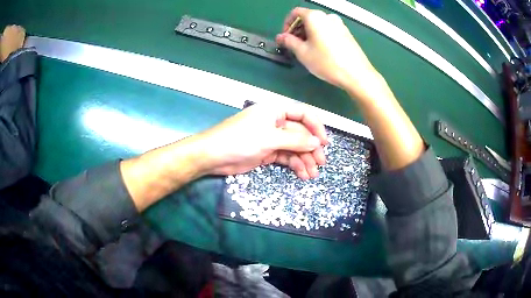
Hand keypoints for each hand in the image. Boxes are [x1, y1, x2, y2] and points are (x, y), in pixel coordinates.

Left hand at [194, 104, 327, 179]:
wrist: (213, 156)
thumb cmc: (239, 140)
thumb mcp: (269, 138)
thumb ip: (295, 139)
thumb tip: (317, 142)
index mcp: (276, 111)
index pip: (303, 114)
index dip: (316, 127)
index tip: (325, 143)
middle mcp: (276, 123)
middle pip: (300, 134)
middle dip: (311, 148)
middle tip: (321, 163)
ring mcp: (271, 139)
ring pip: (294, 148)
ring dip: (304, 160)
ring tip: (312, 174)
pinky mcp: (267, 153)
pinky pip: (286, 157)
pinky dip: (294, 165)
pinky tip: (302, 174)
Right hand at [276, 8, 384, 98]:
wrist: (356, 74)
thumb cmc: (327, 62)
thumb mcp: (303, 52)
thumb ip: (289, 41)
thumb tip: (280, 37)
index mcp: (315, 16)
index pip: (295, 13)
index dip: (287, 24)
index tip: (285, 37)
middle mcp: (328, 16)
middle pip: (307, 18)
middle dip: (297, 29)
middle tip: (293, 45)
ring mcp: (339, 24)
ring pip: (318, 24)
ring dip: (308, 33)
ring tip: (306, 50)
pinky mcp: (347, 33)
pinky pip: (328, 30)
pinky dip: (320, 36)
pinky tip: (320, 50)